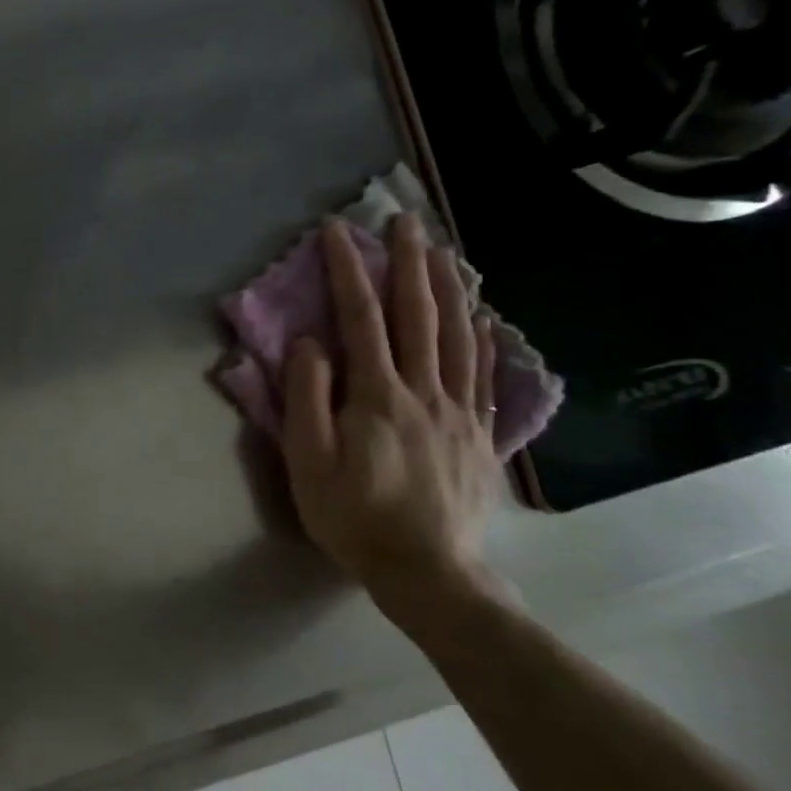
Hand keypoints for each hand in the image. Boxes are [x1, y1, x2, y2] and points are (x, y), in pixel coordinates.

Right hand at [281, 214, 502, 634]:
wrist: (426, 570)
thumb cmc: (352, 514)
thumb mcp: (307, 459)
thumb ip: (307, 397)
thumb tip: (311, 343)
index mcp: (377, 396)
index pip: (361, 319)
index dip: (348, 272)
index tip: (337, 232)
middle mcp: (424, 391)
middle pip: (419, 315)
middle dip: (409, 263)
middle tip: (404, 220)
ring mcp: (459, 410)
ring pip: (458, 335)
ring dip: (448, 287)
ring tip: (442, 250)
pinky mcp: (479, 433)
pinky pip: (483, 372)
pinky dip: (483, 335)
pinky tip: (482, 315)